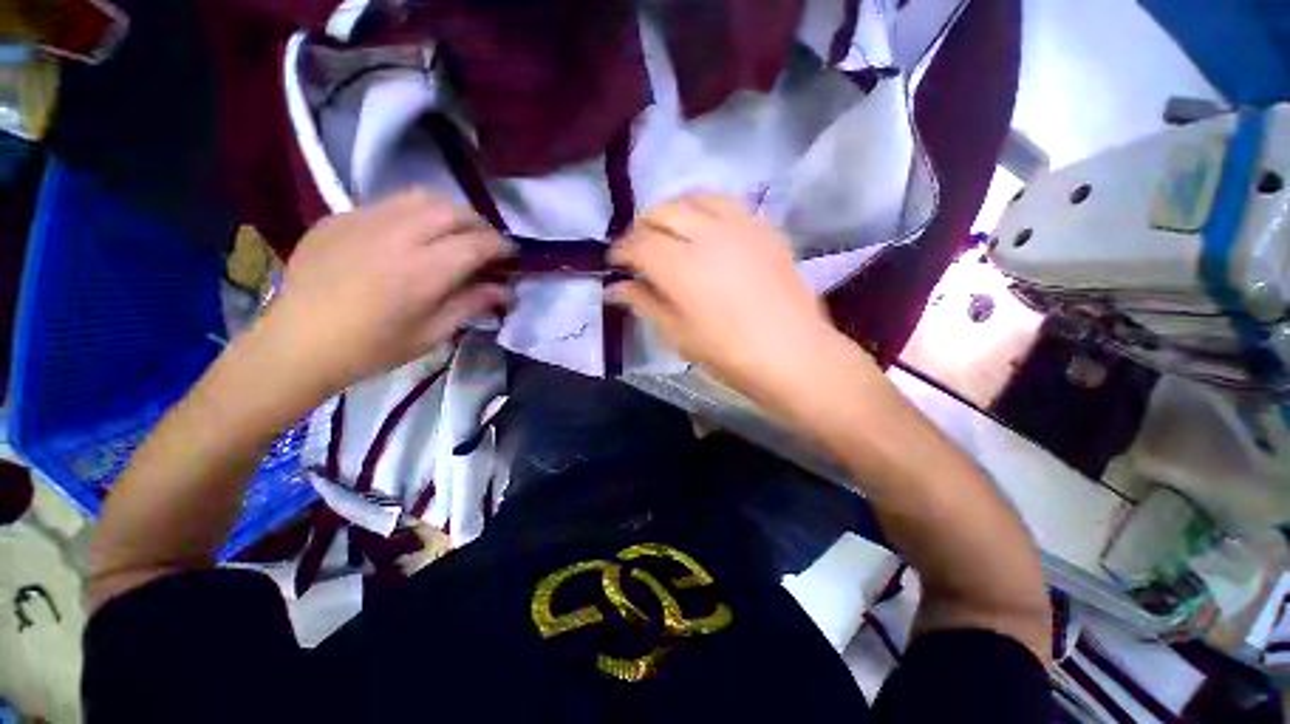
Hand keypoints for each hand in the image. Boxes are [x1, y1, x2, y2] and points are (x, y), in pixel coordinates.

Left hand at [261, 189, 510, 392]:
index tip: (511, 254)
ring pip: (420, 197)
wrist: (297, 343)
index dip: (501, 246)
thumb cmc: (372, 348)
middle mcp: (396, 235)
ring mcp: (363, 220)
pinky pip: (387, 204)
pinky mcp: (338, 217)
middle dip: (478, 224)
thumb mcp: (432, 334)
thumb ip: (471, 305)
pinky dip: (411, 215)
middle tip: (484, 244)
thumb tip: (505, 290)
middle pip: (452, 210)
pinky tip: (406, 238)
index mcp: (423, 271)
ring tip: (450, 234)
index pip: (477, 243)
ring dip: (447, 213)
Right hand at [609, 194, 868, 412]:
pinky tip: (704, 229)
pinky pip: (726, 203)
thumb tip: (615, 288)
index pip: (638, 244)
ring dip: (672, 211)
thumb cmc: (729, 354)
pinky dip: (705, 209)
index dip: (621, 250)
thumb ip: (644, 303)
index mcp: (681, 268)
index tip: (616, 262)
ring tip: (669, 233)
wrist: (793, 353)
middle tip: (639, 248)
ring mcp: (740, 226)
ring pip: (694, 198)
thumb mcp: (678, 334)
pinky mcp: (763, 227)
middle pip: (662, 212)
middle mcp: (708, 235)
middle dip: (642, 227)